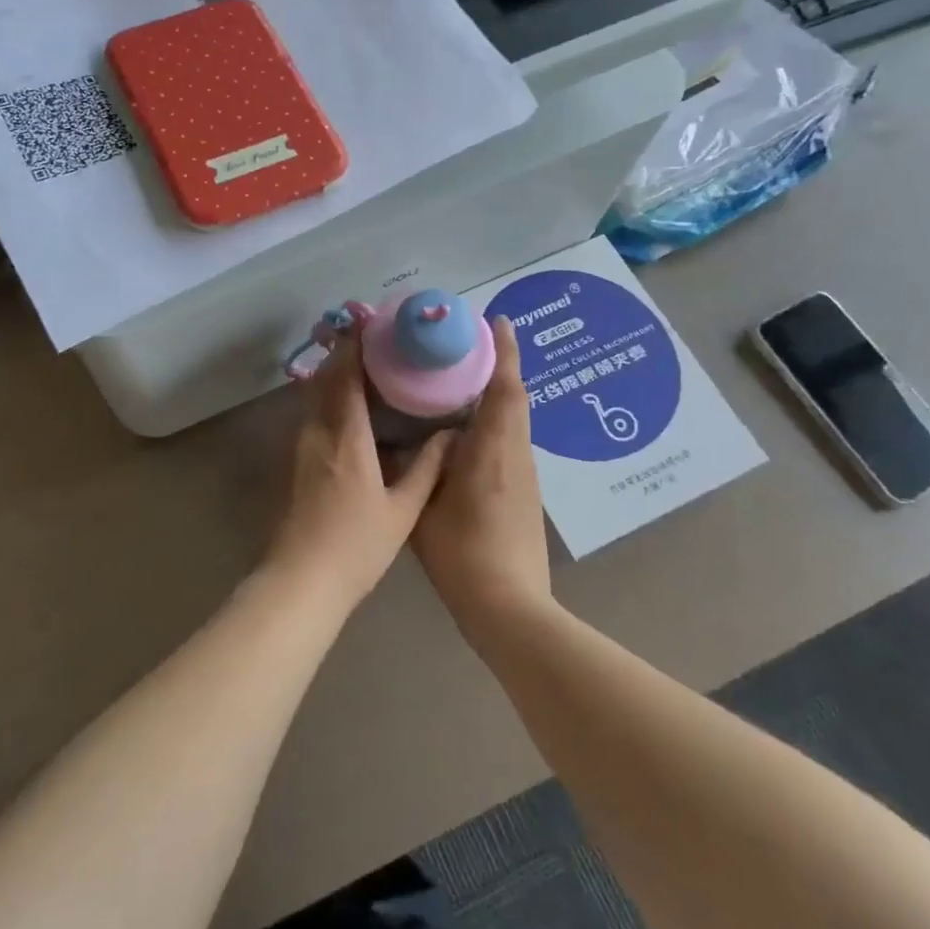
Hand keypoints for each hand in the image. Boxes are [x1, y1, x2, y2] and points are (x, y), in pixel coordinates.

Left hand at [266, 334, 453, 611]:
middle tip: (371, 337)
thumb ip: (427, 469)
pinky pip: (313, 415)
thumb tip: (449, 435)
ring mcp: (303, 446)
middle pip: (326, 379)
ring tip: (364, 364)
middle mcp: (319, 432)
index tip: (368, 324)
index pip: (347, 377)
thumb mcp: (403, 510)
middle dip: (344, 353)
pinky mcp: (297, 461)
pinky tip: (349, 405)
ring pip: (316, 396)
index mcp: (347, 437)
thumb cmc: (357, 546)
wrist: (302, 579)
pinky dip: (329, 398)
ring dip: (335, 374)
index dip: (355, 347)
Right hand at [412, 318, 552, 637]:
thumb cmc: (464, 554)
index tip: (498, 321)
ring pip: (514, 420)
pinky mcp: (524, 492)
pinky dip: (496, 420)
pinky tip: (468, 428)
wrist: (510, 606)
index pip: (506, 388)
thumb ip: (416, 468)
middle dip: (499, 366)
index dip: (504, 352)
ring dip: (498, 393)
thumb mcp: (424, 508)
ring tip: (463, 377)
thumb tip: (404, 438)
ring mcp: (525, 475)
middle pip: (514, 398)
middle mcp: (516, 454)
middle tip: (469, 343)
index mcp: (494, 450)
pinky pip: (510, 440)